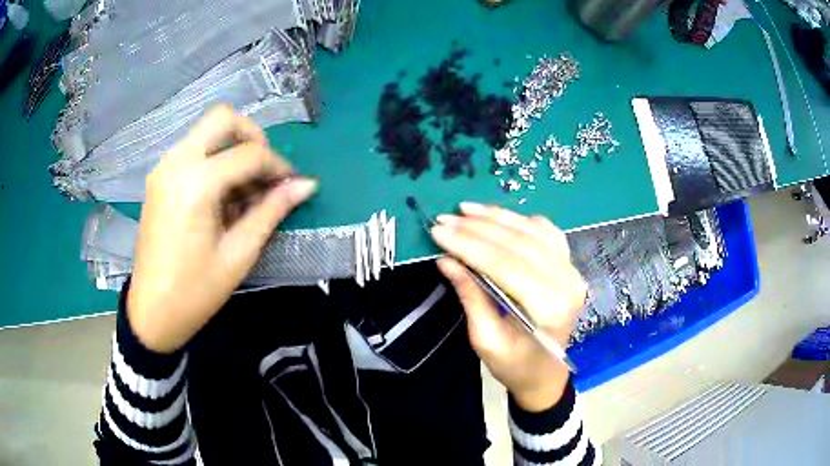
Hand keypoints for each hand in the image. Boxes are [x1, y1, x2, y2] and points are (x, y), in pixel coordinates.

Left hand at [128, 106, 317, 352]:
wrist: (152, 312)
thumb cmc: (195, 291)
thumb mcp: (239, 254)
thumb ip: (272, 211)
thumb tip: (307, 184)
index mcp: (195, 184)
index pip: (249, 154)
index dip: (278, 165)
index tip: (292, 184)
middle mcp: (176, 163)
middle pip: (223, 119)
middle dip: (251, 138)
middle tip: (264, 172)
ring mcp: (163, 167)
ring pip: (206, 131)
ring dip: (232, 149)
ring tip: (243, 190)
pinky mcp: (159, 177)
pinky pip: (193, 149)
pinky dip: (214, 160)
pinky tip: (221, 195)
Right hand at [431, 203, 585, 411]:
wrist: (545, 372)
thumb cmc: (514, 365)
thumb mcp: (485, 340)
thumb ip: (470, 297)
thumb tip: (447, 260)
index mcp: (547, 308)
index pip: (505, 266)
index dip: (470, 245)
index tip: (439, 231)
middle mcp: (566, 283)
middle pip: (519, 244)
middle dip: (477, 228)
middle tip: (445, 219)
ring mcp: (572, 270)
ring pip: (533, 231)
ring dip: (497, 217)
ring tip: (465, 209)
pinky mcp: (569, 265)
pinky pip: (546, 231)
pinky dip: (520, 220)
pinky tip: (498, 216)